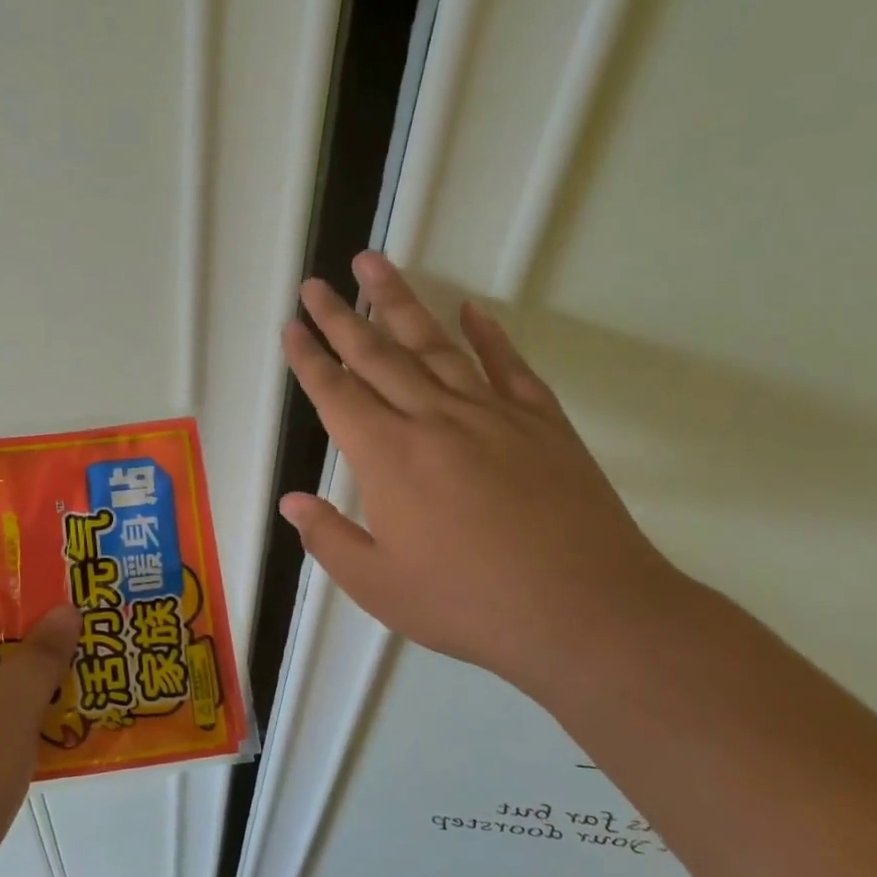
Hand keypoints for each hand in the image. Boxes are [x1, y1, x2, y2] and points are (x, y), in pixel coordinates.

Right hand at [280, 251, 688, 696]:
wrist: (585, 611)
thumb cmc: (469, 603)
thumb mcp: (379, 587)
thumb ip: (329, 540)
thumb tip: (291, 501)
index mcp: (388, 457)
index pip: (336, 394)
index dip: (309, 359)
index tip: (293, 327)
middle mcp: (433, 420)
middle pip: (377, 355)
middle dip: (340, 317)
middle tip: (316, 283)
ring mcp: (492, 413)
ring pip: (435, 344)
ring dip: (400, 302)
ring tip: (375, 265)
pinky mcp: (542, 421)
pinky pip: (508, 365)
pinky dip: (488, 335)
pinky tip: (472, 310)